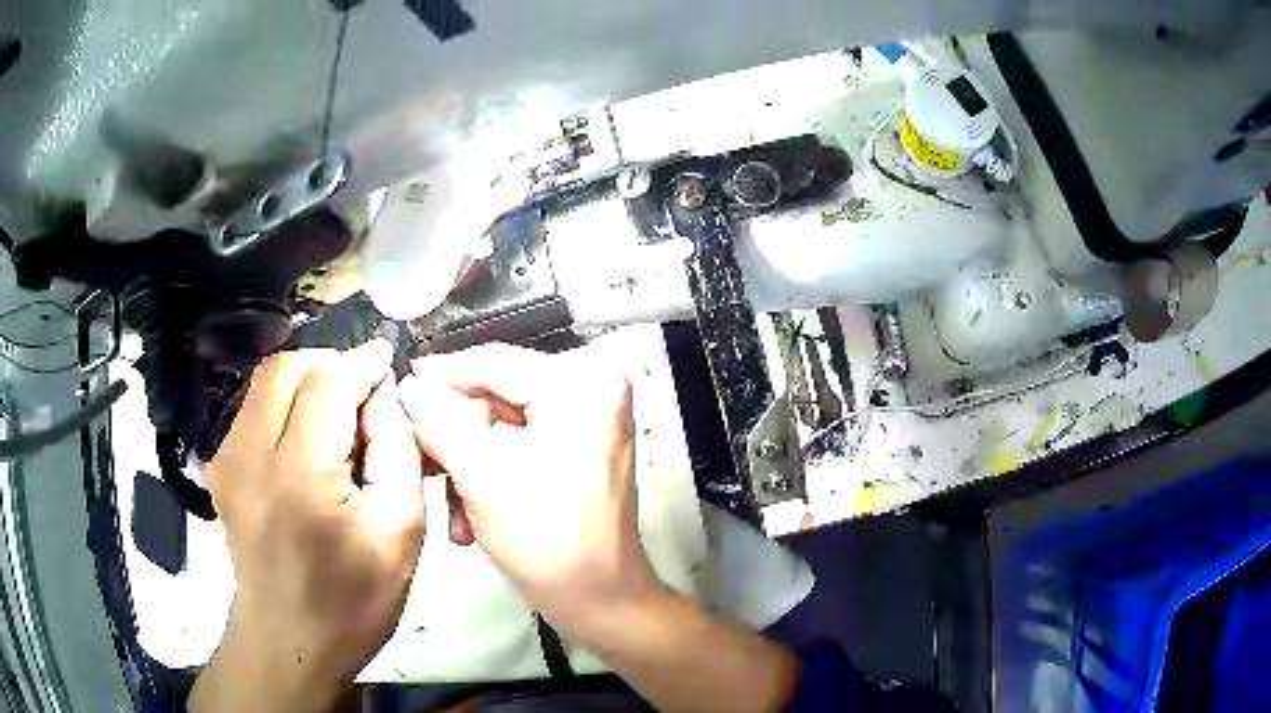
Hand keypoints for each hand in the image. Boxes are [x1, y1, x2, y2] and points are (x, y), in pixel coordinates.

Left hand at [191, 342, 424, 711]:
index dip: (362, 364)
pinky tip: (305, 445)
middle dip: (331, 366)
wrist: (290, 641)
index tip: (387, 365)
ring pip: (266, 382)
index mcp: (300, 476)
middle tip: (362, 398)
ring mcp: (225, 459)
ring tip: (335, 422)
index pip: (329, 381)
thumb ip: (397, 450)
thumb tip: (382, 393)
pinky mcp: (219, 467)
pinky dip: (284, 406)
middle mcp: (250, 454)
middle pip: (288, 366)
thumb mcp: (401, 533)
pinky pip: (252, 409)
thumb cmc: (353, 600)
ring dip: (306, 384)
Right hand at [398, 344, 657, 642]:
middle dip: (453, 436)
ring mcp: (586, 424)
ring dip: (466, 466)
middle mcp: (591, 392)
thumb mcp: (482, 474)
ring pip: (500, 427)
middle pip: (495, 395)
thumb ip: (438, 420)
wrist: (599, 603)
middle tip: (418, 460)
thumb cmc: (547, 541)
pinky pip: (518, 448)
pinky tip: (468, 518)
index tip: (397, 389)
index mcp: (582, 385)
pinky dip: (488, 477)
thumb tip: (408, 384)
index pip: (494, 361)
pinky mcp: (577, 453)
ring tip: (449, 507)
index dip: (439, 375)